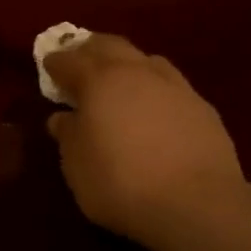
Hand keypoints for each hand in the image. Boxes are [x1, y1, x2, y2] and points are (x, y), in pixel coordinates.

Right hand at [44, 33, 243, 247]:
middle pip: (110, 46)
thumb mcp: (77, 166)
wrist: (195, 204)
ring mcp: (175, 86)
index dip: (56, 62)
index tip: (48, 65)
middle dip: (90, 50)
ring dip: (126, 63)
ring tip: (117, 80)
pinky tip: (152, 106)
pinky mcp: (202, 107)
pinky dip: (153, 87)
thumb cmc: (120, 183)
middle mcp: (137, 73)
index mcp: (100, 82)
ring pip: (145, 60)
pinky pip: (170, 84)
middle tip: (78, 60)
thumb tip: (63, 118)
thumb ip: (68, 136)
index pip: (70, 61)